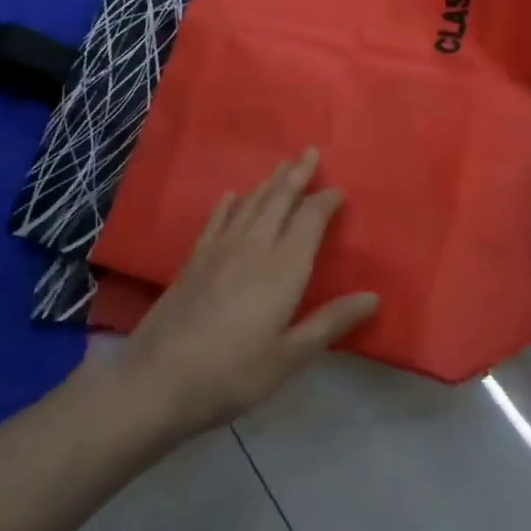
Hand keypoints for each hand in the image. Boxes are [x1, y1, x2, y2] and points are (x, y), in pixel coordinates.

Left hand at [115, 151, 379, 437]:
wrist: (157, 379)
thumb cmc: (231, 373)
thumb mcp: (288, 357)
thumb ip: (329, 323)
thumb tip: (373, 297)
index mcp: (283, 268)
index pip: (310, 220)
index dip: (326, 201)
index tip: (339, 189)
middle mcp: (254, 246)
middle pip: (279, 199)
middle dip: (297, 174)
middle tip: (310, 151)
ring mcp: (220, 249)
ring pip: (251, 203)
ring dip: (269, 182)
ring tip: (282, 165)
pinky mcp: (195, 259)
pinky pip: (217, 219)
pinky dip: (229, 203)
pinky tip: (233, 195)